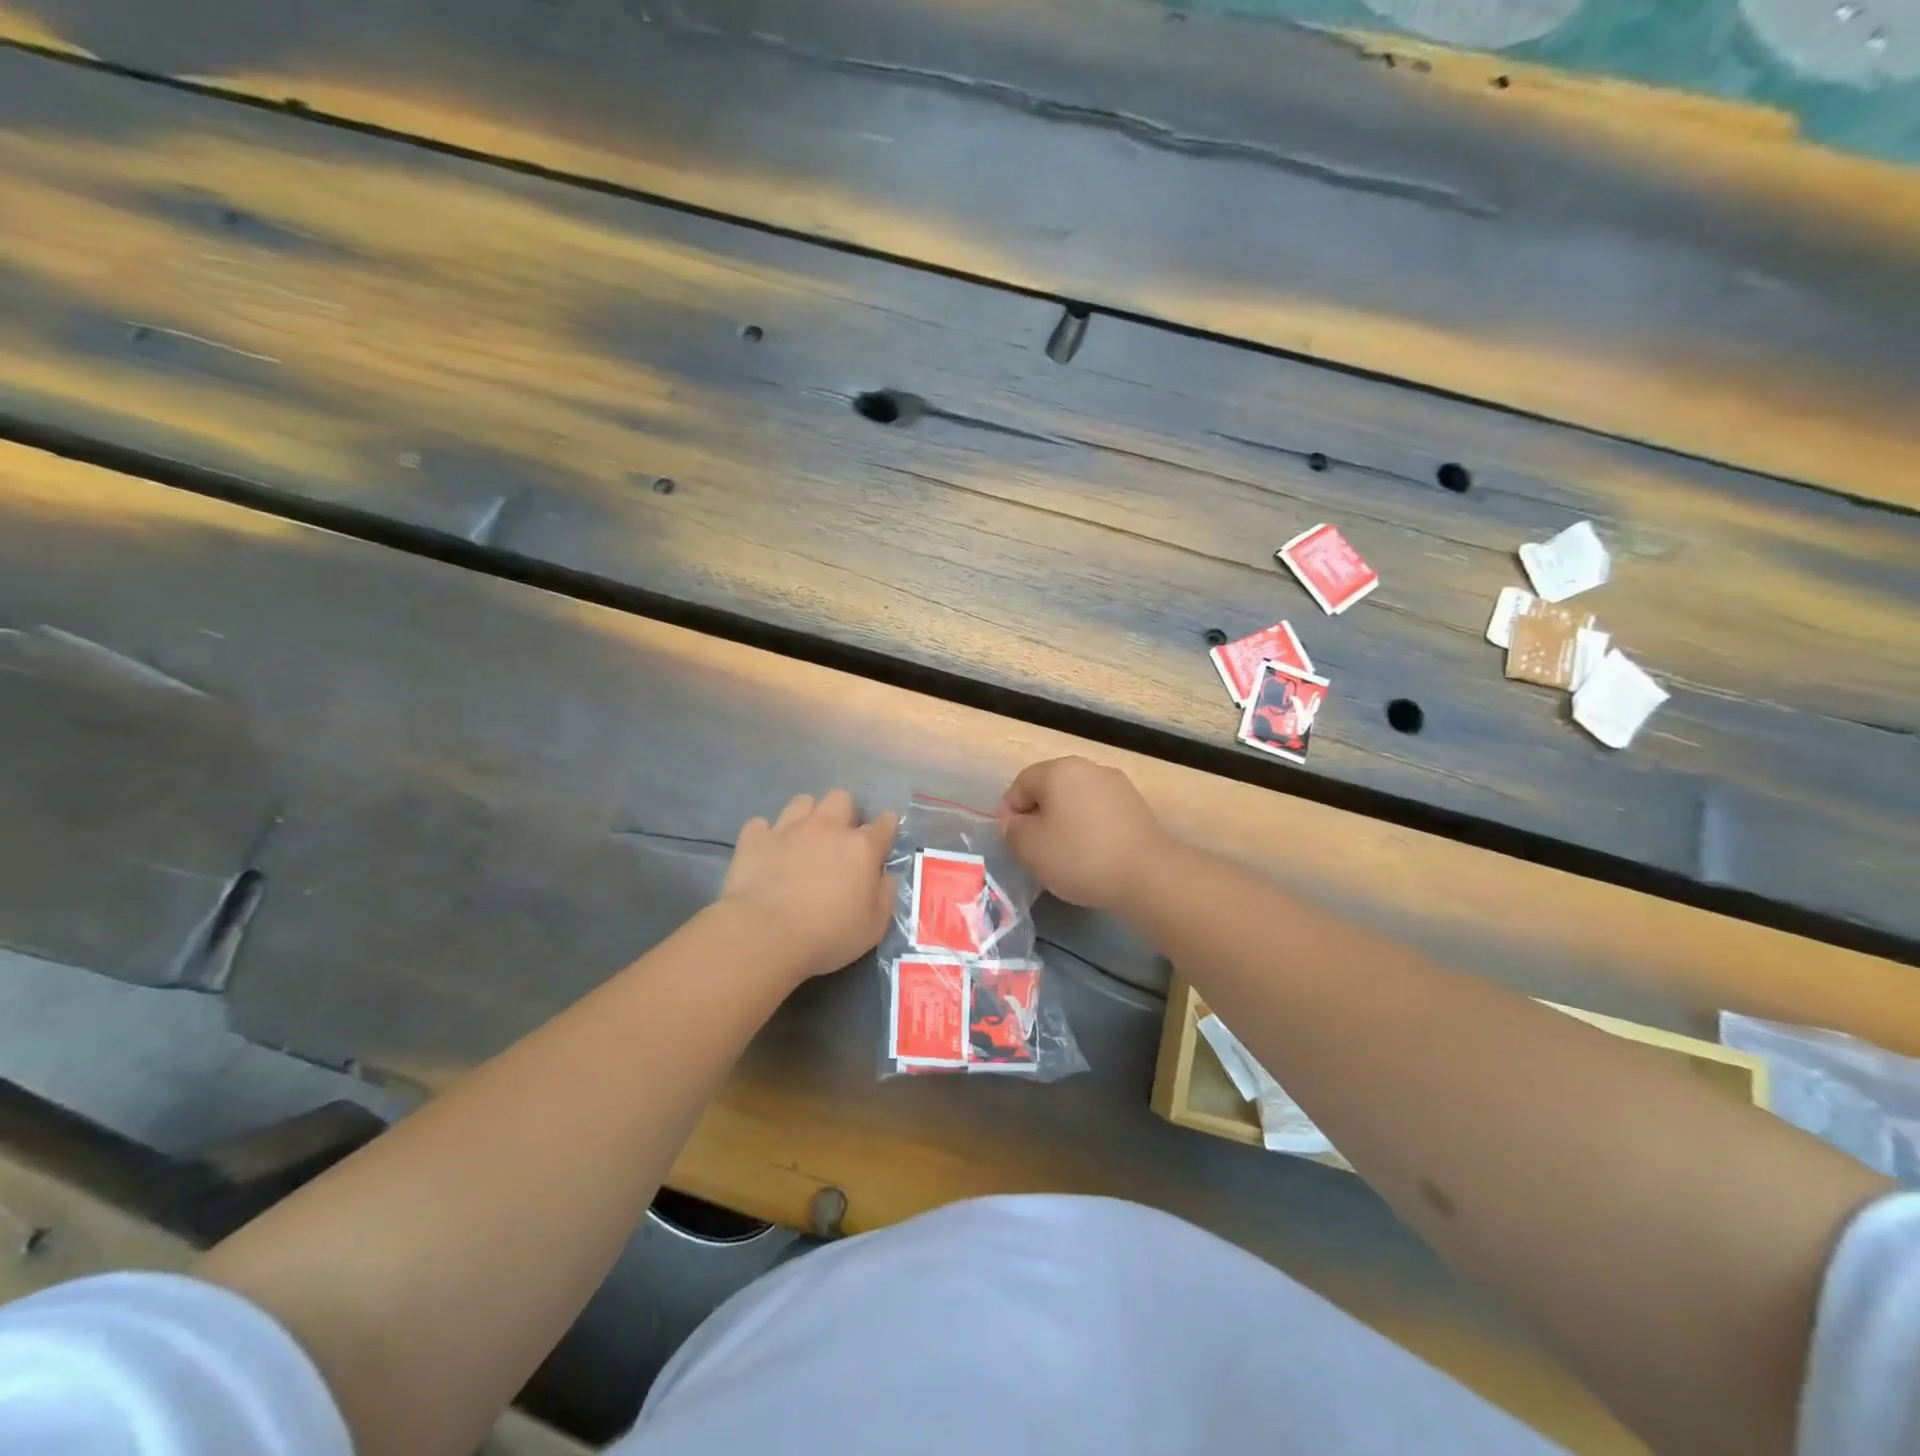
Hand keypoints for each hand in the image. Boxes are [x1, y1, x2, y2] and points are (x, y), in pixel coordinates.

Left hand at [720, 790, 898, 980]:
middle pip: (841, 798)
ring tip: (803, 839)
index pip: (884, 823)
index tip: (884, 838)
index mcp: (861, 848)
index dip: (886, 827)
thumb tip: (885, 876)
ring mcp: (788, 829)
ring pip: (802, 802)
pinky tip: (767, 852)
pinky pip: (761, 824)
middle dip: (844, 812)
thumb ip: (885, 895)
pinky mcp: (754, 839)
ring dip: (807, 816)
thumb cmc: (827, 935)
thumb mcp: (874, 926)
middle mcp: (827, 828)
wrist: (765, 936)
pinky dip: (766, 835)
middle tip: (840, 838)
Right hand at [999, 757, 1168, 910]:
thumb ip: (1012, 830)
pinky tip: (1092, 857)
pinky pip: (1100, 815)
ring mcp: (1117, 786)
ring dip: (1065, 824)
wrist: (1147, 874)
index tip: (1012, 843)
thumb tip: (1015, 823)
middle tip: (1036, 851)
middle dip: (1039, 817)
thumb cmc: (1079, 855)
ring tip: (1065, 858)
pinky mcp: (1137, 807)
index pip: (1020, 784)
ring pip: (1077, 802)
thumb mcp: (1030, 847)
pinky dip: (1090, 831)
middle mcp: (1089, 768)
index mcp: (1059, 769)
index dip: (1009, 813)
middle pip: (1050, 789)